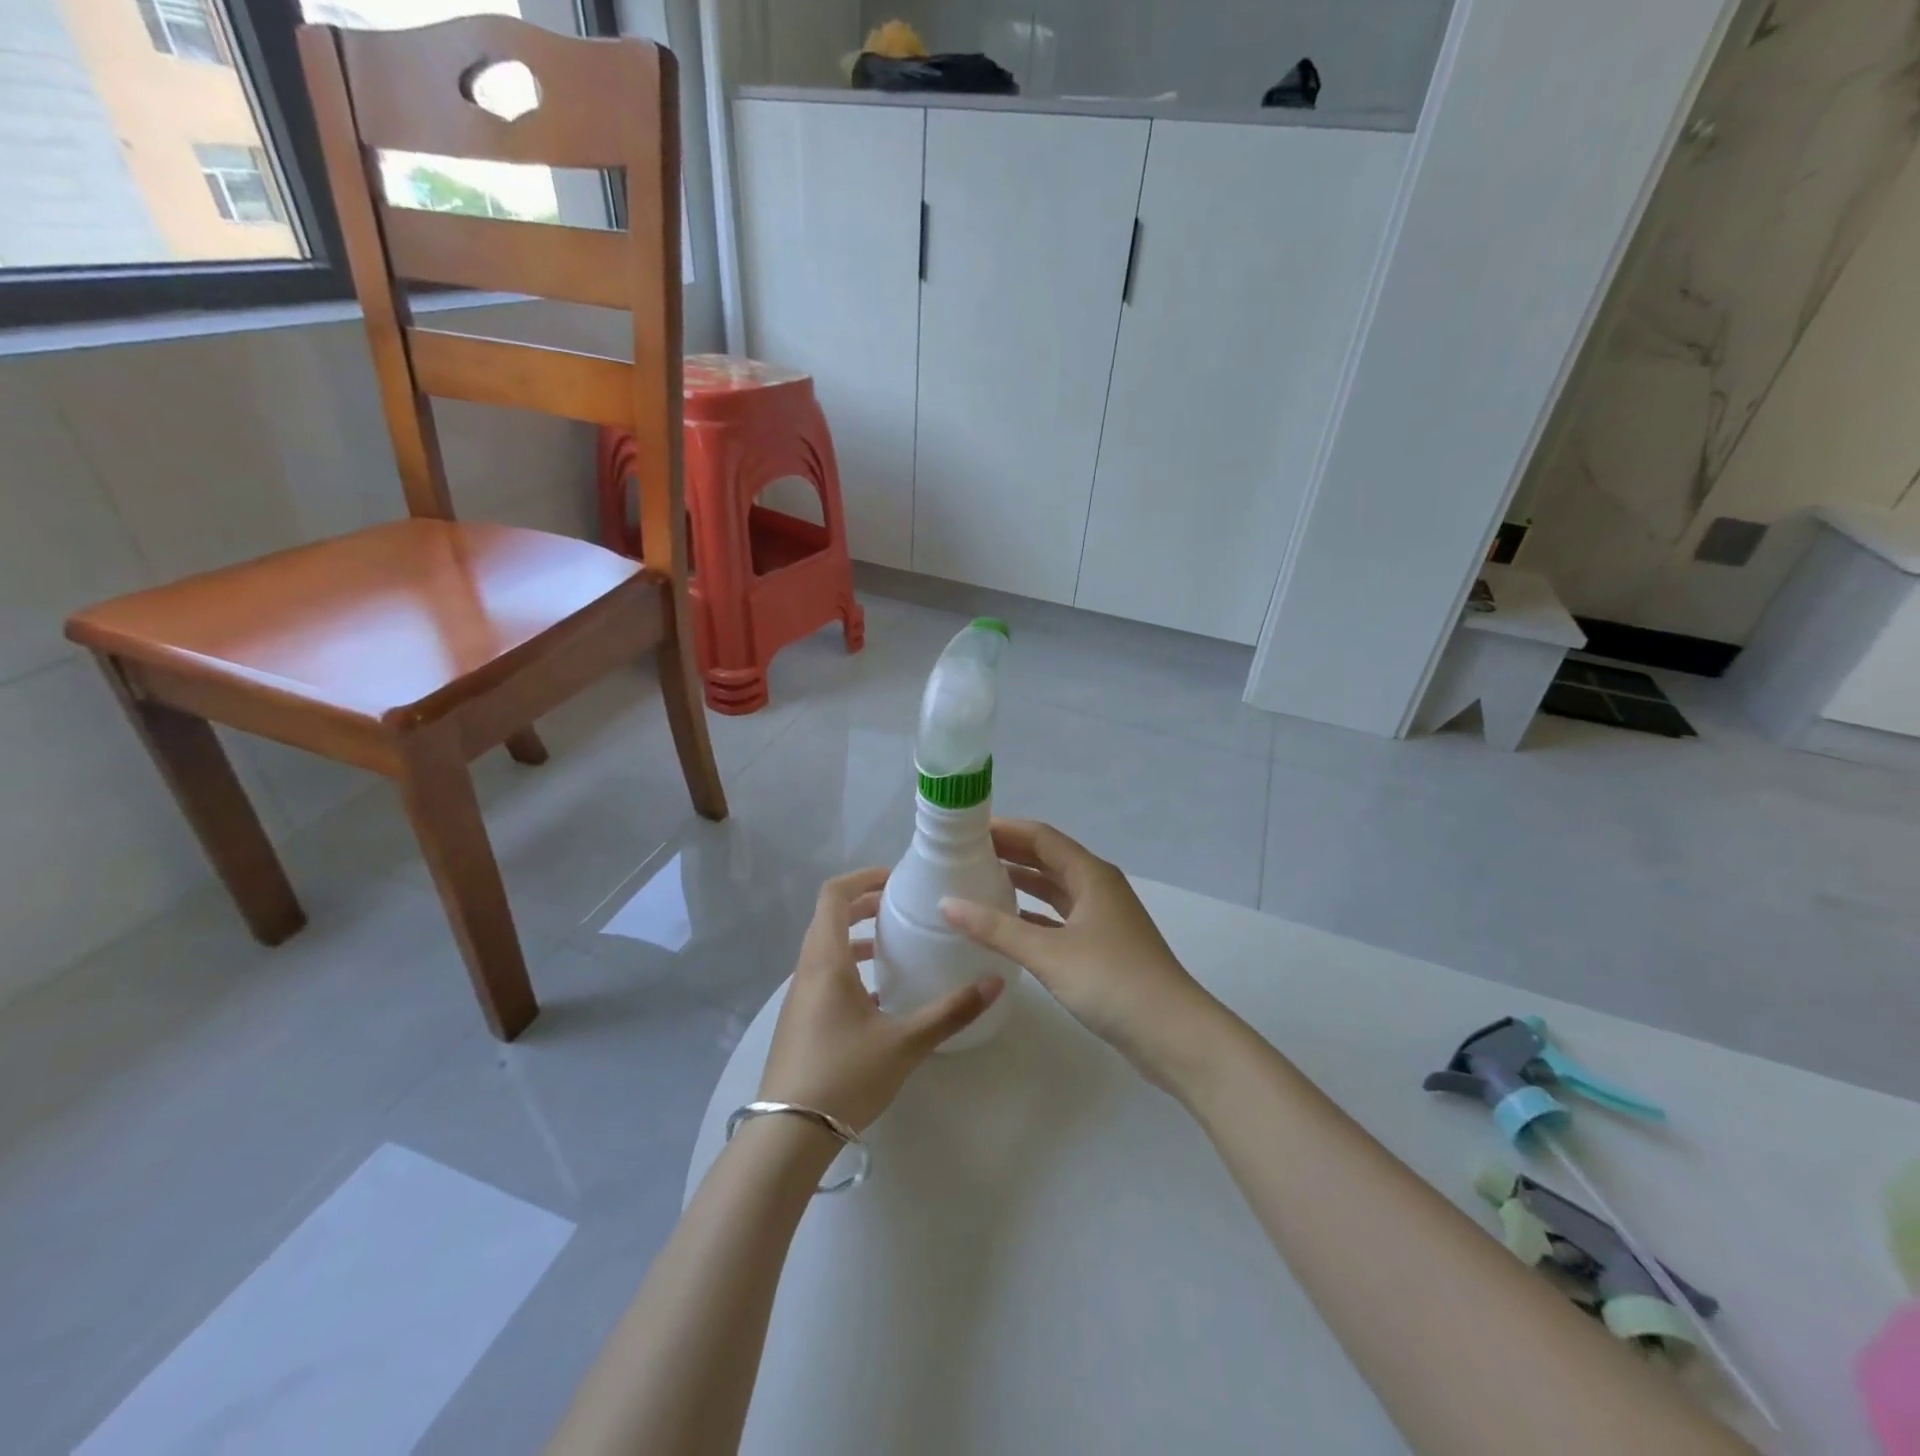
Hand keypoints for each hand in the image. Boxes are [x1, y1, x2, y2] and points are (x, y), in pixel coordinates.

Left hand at [758, 868, 1005, 1132]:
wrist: (788, 1135)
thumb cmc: (845, 1075)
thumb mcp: (904, 1042)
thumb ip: (950, 1012)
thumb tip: (995, 983)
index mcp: (825, 960)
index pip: (833, 895)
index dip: (863, 877)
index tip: (897, 880)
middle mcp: (807, 970)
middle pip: (829, 917)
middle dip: (865, 905)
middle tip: (902, 908)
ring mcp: (799, 997)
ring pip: (825, 948)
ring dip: (857, 937)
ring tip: (895, 947)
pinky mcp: (800, 1021)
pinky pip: (824, 975)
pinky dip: (850, 967)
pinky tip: (880, 997)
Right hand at [940, 821, 1225, 1089]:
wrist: (1173, 1034)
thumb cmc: (1112, 981)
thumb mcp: (1048, 953)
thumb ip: (996, 928)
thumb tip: (946, 903)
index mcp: (1091, 874)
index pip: (1041, 836)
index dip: (1005, 829)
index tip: (966, 829)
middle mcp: (1098, 887)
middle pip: (1048, 859)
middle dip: (1009, 853)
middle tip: (964, 854)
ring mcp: (1103, 918)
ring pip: (1055, 890)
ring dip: (1021, 883)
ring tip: (979, 881)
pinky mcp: (1103, 947)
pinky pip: (1060, 918)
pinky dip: (1034, 915)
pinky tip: (1007, 924)